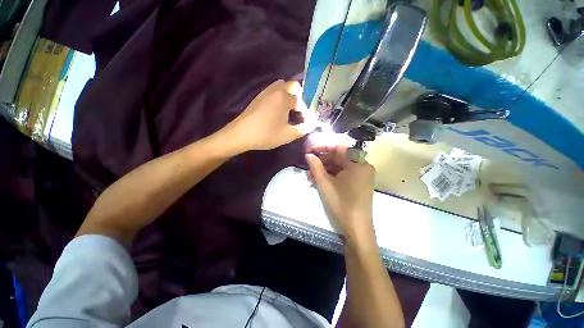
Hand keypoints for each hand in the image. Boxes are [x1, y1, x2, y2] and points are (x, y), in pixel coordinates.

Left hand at [225, 80, 315, 151]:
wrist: (241, 134)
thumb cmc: (267, 134)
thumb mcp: (288, 134)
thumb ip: (303, 129)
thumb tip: (312, 125)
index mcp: (284, 97)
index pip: (301, 101)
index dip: (305, 112)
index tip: (305, 123)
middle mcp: (276, 90)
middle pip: (293, 85)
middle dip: (299, 97)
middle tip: (298, 112)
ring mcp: (266, 92)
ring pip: (282, 86)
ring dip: (289, 95)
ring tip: (289, 110)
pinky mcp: (259, 97)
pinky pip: (273, 91)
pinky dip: (280, 97)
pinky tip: (278, 111)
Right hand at [305, 144, 375, 239]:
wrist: (356, 228)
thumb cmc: (341, 204)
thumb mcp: (325, 184)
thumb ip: (316, 167)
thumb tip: (308, 155)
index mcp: (358, 163)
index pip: (339, 147)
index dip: (323, 146)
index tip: (311, 149)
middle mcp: (362, 165)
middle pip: (339, 157)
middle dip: (322, 161)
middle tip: (308, 165)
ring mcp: (361, 174)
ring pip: (340, 166)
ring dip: (324, 170)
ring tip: (310, 176)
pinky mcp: (358, 182)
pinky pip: (343, 173)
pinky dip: (331, 175)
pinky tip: (318, 180)